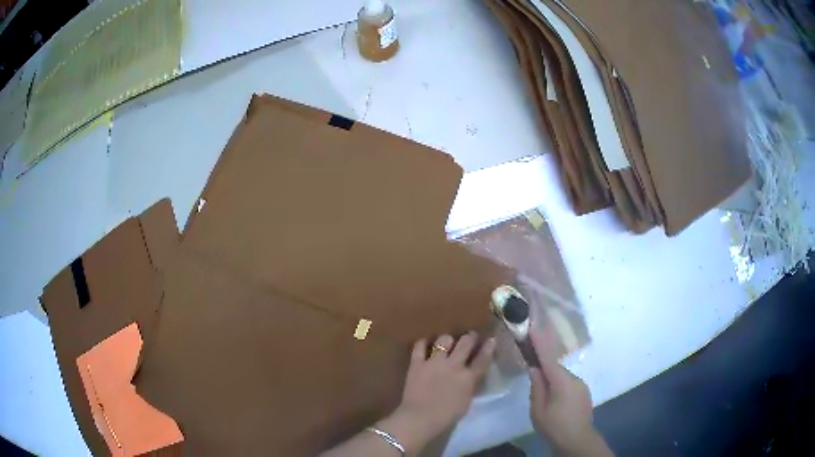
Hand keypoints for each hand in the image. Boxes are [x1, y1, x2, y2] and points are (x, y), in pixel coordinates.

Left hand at [389, 333, 495, 447]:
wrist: (421, 418)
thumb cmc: (446, 416)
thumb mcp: (466, 401)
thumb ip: (469, 386)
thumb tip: (470, 377)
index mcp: (468, 378)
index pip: (483, 359)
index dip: (489, 348)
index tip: (491, 340)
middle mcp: (454, 366)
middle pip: (466, 343)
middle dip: (470, 337)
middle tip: (470, 336)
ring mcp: (434, 362)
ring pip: (444, 340)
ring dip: (447, 340)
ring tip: (446, 342)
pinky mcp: (417, 363)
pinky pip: (419, 346)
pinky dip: (422, 343)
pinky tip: (425, 343)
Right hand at [528, 328, 612, 456]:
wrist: (577, 440)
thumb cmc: (554, 426)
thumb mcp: (538, 410)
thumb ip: (537, 387)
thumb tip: (535, 368)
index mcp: (562, 382)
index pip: (549, 358)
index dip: (540, 342)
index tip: (533, 326)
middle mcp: (575, 379)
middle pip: (556, 368)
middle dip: (543, 368)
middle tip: (531, 372)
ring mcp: (581, 386)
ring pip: (562, 377)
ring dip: (551, 380)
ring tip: (543, 396)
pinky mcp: (584, 393)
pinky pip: (568, 384)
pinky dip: (559, 386)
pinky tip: (554, 401)